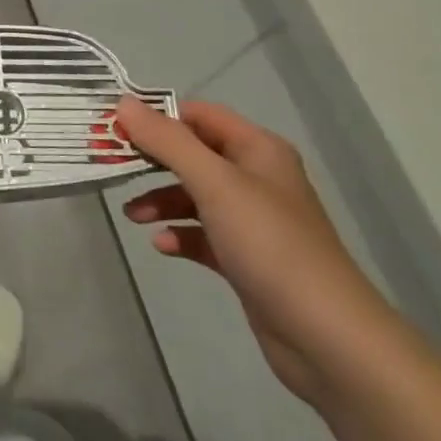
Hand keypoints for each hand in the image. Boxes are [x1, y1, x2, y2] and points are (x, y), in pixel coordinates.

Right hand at [117, 98, 395, 405]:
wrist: (327, 337)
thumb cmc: (269, 244)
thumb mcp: (213, 183)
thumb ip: (166, 141)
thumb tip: (123, 103)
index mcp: (257, 150)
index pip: (198, 115)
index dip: (157, 118)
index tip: (115, 129)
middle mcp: (257, 178)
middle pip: (193, 155)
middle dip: (152, 160)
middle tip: (112, 166)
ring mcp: (253, 220)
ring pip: (194, 195)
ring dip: (160, 200)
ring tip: (132, 216)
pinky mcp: (247, 258)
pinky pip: (203, 234)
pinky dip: (180, 234)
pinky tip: (162, 245)